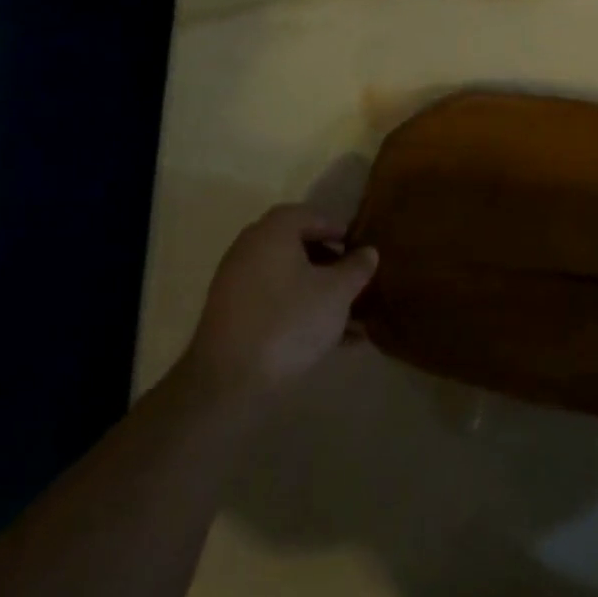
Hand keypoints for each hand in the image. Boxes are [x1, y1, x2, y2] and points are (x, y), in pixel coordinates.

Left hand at [180, 204, 376, 409]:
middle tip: (354, 278)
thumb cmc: (290, 321)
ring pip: (288, 279)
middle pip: (296, 247)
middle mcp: (249, 250)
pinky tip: (332, 340)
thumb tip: (368, 252)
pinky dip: (300, 311)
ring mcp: (236, 285)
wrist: (229, 381)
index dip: (335, 227)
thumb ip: (356, 268)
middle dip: (329, 262)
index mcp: (272, 233)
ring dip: (319, 292)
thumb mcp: (336, 292)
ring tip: (352, 317)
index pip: (307, 215)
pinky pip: (275, 303)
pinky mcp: (232, 317)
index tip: (357, 245)